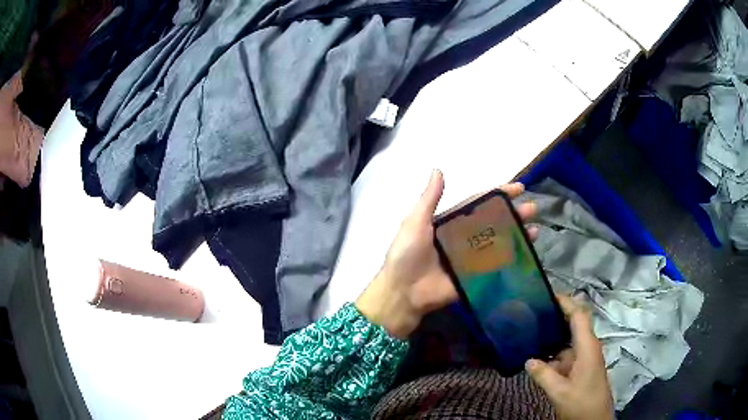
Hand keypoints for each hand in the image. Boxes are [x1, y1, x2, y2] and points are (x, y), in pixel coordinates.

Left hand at [355, 169, 537, 338]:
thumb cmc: (406, 254)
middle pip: (493, 222)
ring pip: (498, 242)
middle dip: (513, 214)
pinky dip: (511, 259)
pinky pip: (495, 266)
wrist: (403, 292)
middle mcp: (462, 237)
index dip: (497, 194)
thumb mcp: (415, 222)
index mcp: (449, 222)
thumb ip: (429, 198)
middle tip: (533, 209)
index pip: (478, 203)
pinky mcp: (474, 277)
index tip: (518, 188)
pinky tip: (526, 253)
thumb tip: (438, 169)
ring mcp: (470, 258)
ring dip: (516, 235)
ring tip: (536, 230)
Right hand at [526, 295, 613, 419]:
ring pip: (567, 342)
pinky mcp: (580, 369)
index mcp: (587, 347)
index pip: (579, 316)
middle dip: (557, 317)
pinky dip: (552, 354)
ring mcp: (584, 359)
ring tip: (530, 333)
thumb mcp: (560, 392)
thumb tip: (528, 360)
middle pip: (574, 325)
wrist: (594, 419)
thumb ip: (544, 375)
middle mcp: (587, 348)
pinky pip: (565, 356)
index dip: (566, 303)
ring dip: (552, 337)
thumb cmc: (582, 403)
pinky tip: (537, 358)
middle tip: (534, 313)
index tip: (548, 295)